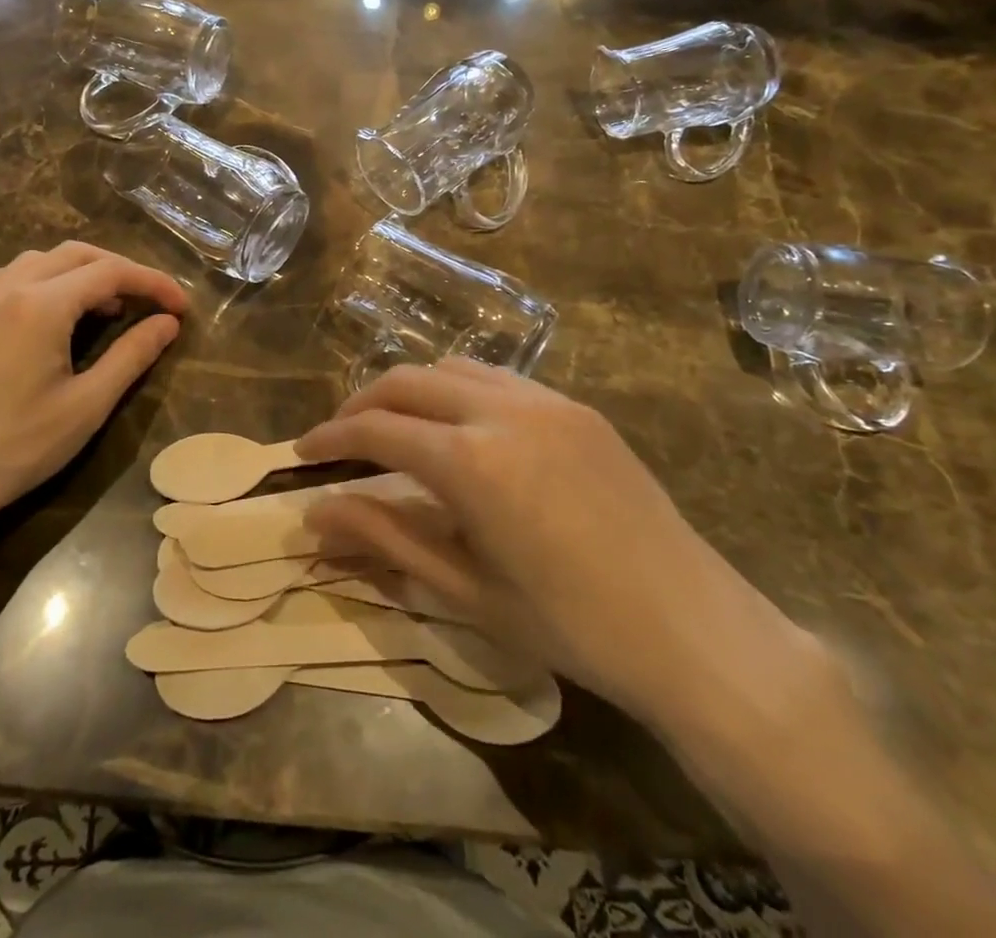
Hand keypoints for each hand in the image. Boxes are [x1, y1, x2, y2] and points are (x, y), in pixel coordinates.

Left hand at [0, 242, 187, 543]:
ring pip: (43, 260)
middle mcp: (7, 285)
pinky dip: (49, 281)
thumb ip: (131, 355)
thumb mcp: (85, 406)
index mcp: (40, 304)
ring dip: (83, 272)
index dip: (153, 283)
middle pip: (77, 253)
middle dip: (121, 270)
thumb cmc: (12, 447)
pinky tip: (56, 316)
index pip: (111, 271)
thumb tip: (167, 323)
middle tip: (151, 302)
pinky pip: (14, 276)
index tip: (181, 307)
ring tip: (108, 308)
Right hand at [295, 360, 824, 738]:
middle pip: (407, 380)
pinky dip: (460, 391)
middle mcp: (502, 410)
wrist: (692, 628)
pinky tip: (463, 433)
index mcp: (471, 461)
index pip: (377, 429)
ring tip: (397, 432)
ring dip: (412, 391)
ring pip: (453, 367)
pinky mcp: (577, 407)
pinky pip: (499, 379)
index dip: (331, 439)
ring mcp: (546, 400)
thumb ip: (385, 538)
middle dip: (362, 405)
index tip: (302, 454)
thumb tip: (315, 515)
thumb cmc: (571, 627)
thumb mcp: (466, 590)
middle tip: (340, 441)